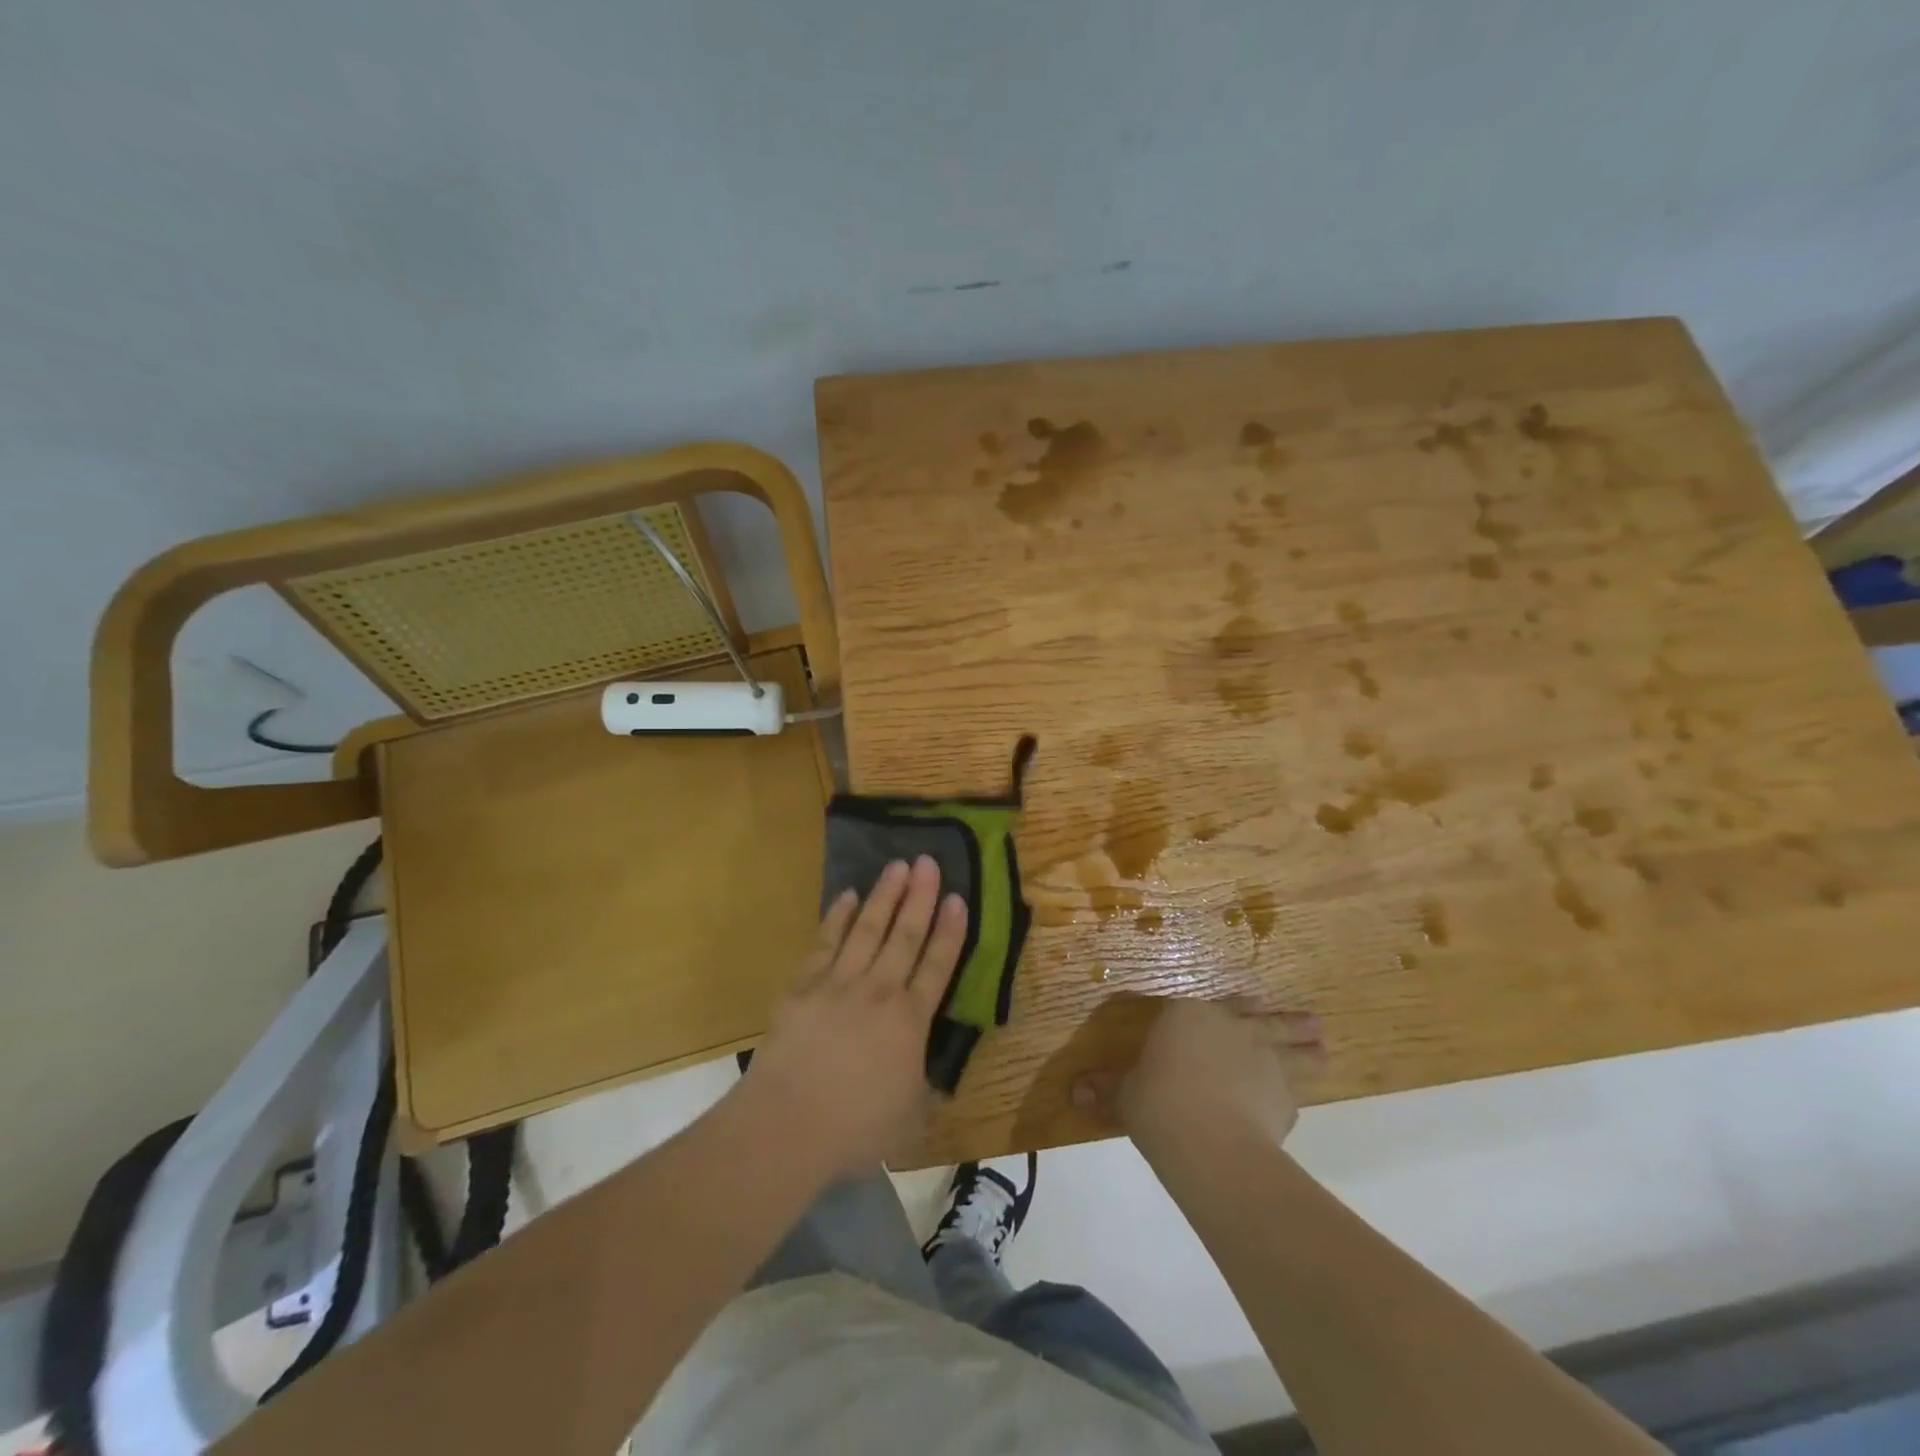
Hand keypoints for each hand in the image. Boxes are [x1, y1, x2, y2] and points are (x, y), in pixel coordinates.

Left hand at [736, 857, 966, 1177]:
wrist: (787, 1125)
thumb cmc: (855, 1129)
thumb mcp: (910, 1119)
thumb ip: (924, 1090)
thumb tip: (934, 1079)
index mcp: (910, 1021)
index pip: (937, 966)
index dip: (950, 931)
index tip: (958, 897)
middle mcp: (879, 991)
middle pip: (905, 935)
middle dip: (919, 897)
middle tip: (928, 861)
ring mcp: (838, 983)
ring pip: (868, 929)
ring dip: (884, 896)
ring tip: (897, 865)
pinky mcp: (803, 986)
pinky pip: (825, 942)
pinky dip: (837, 917)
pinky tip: (847, 896)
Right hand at [1072, 997, 1323, 1151]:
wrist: (1209, 1140)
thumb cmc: (1158, 1102)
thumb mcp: (1125, 1095)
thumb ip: (1106, 1090)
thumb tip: (1073, 1093)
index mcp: (1188, 1015)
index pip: (1206, 1004)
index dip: (1228, 1005)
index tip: (1245, 1003)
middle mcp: (1230, 1027)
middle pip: (1260, 1017)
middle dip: (1282, 1018)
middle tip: (1308, 1018)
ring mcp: (1262, 1057)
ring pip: (1290, 1045)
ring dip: (1306, 1044)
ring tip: (1324, 1043)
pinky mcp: (1284, 1094)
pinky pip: (1293, 1089)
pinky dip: (1295, 1092)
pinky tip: (1295, 1101)